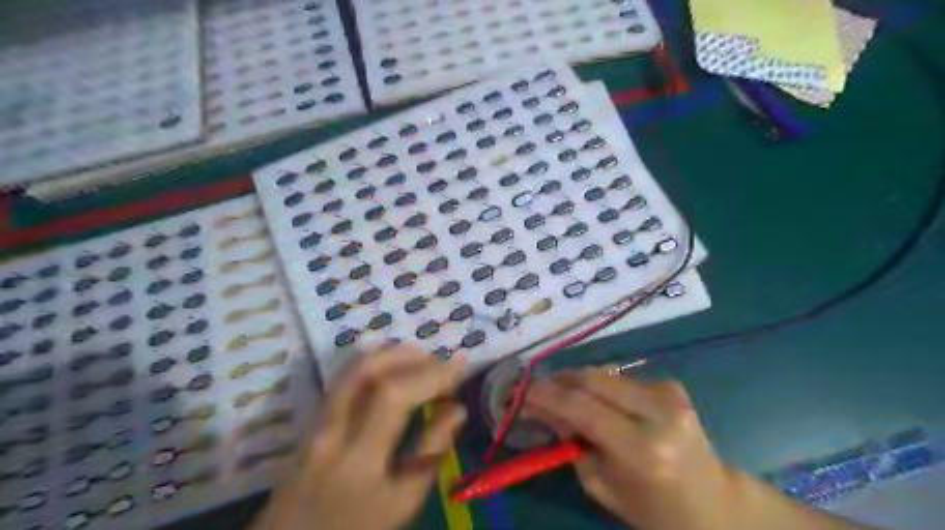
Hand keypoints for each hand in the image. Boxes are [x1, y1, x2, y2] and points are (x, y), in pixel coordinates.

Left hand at [252, 346, 468, 529]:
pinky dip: (375, 361)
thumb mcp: (403, 503)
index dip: (431, 375)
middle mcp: (331, 430)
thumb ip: (431, 452)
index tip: (460, 368)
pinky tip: (394, 367)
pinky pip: (345, 375)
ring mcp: (316, 420)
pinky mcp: (313, 417)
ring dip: (391, 353)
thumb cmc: (357, 528)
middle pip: (367, 369)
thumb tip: (457, 409)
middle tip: (441, 363)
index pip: (394, 396)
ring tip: (423, 361)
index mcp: (358, 461)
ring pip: (351, 367)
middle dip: (411, 356)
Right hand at [519, 369, 732, 529]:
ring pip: (604, 373)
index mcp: (642, 450)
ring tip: (558, 395)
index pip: (582, 408)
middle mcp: (658, 413)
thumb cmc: (652, 510)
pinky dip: (599, 386)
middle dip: (558, 381)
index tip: (521, 392)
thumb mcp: (602, 484)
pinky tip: (592, 399)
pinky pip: (620, 378)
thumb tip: (542, 407)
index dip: (546, 396)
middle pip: (592, 379)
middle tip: (535, 390)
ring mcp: (669, 394)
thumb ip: (570, 441)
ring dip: (576, 381)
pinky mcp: (671, 386)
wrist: (713, 504)